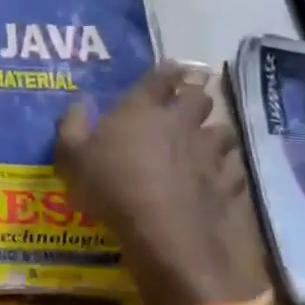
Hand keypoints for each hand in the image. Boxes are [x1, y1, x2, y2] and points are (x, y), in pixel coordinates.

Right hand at [56, 62, 261, 304]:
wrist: (163, 234)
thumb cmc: (111, 188)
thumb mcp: (71, 157)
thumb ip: (71, 126)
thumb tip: (77, 103)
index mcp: (142, 109)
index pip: (160, 77)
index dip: (167, 71)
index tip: (172, 69)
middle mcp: (180, 122)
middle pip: (199, 97)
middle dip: (195, 96)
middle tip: (188, 103)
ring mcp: (208, 153)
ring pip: (222, 130)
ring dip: (214, 132)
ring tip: (206, 141)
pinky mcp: (226, 184)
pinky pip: (234, 168)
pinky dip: (228, 169)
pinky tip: (220, 176)